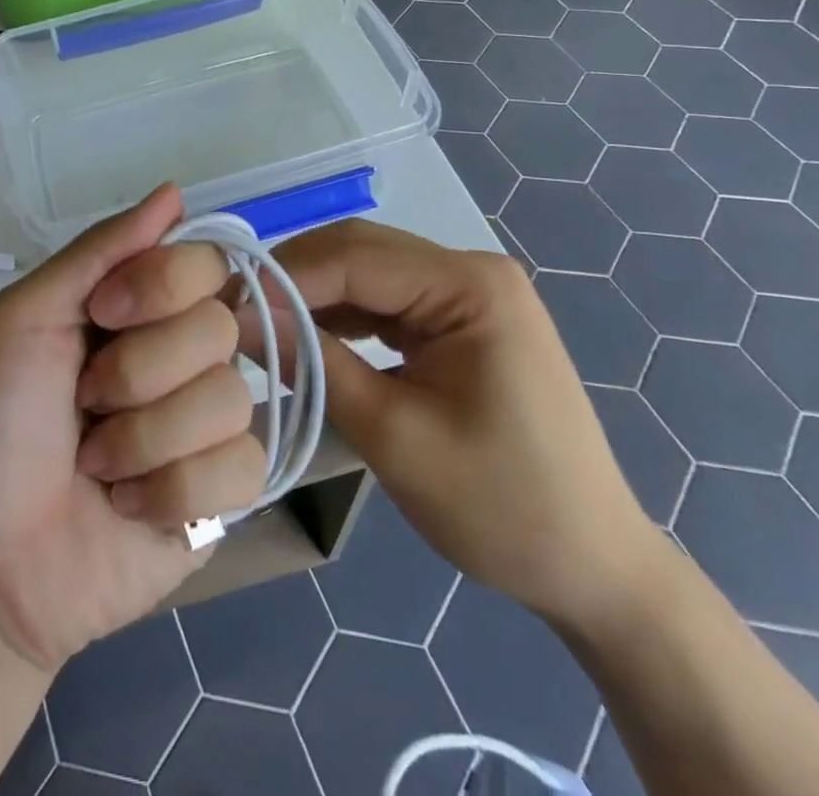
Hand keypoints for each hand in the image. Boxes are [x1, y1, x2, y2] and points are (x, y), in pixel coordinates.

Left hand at [0, 186, 265, 673]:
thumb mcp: (25, 318)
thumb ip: (98, 251)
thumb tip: (174, 191)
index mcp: (139, 306)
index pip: (205, 260)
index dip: (162, 287)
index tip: (103, 315)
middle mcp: (182, 353)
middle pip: (220, 326)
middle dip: (139, 372)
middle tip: (85, 403)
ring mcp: (208, 423)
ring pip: (231, 398)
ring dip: (145, 438)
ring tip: (97, 464)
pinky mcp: (225, 492)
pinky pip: (243, 466)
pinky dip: (171, 490)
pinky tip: (128, 506)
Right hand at [264, 220, 663, 634]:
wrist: (592, 567)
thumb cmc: (501, 507)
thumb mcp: (394, 437)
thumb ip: (316, 367)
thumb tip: (241, 319)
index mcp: (470, 286)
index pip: (355, 259)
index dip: (285, 278)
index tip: (226, 307)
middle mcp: (471, 271)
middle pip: (360, 251)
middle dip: (295, 277)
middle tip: (235, 311)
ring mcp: (468, 293)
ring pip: (368, 270)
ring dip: (313, 293)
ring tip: (261, 322)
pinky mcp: (460, 319)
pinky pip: (386, 298)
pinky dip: (342, 313)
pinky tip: (306, 334)